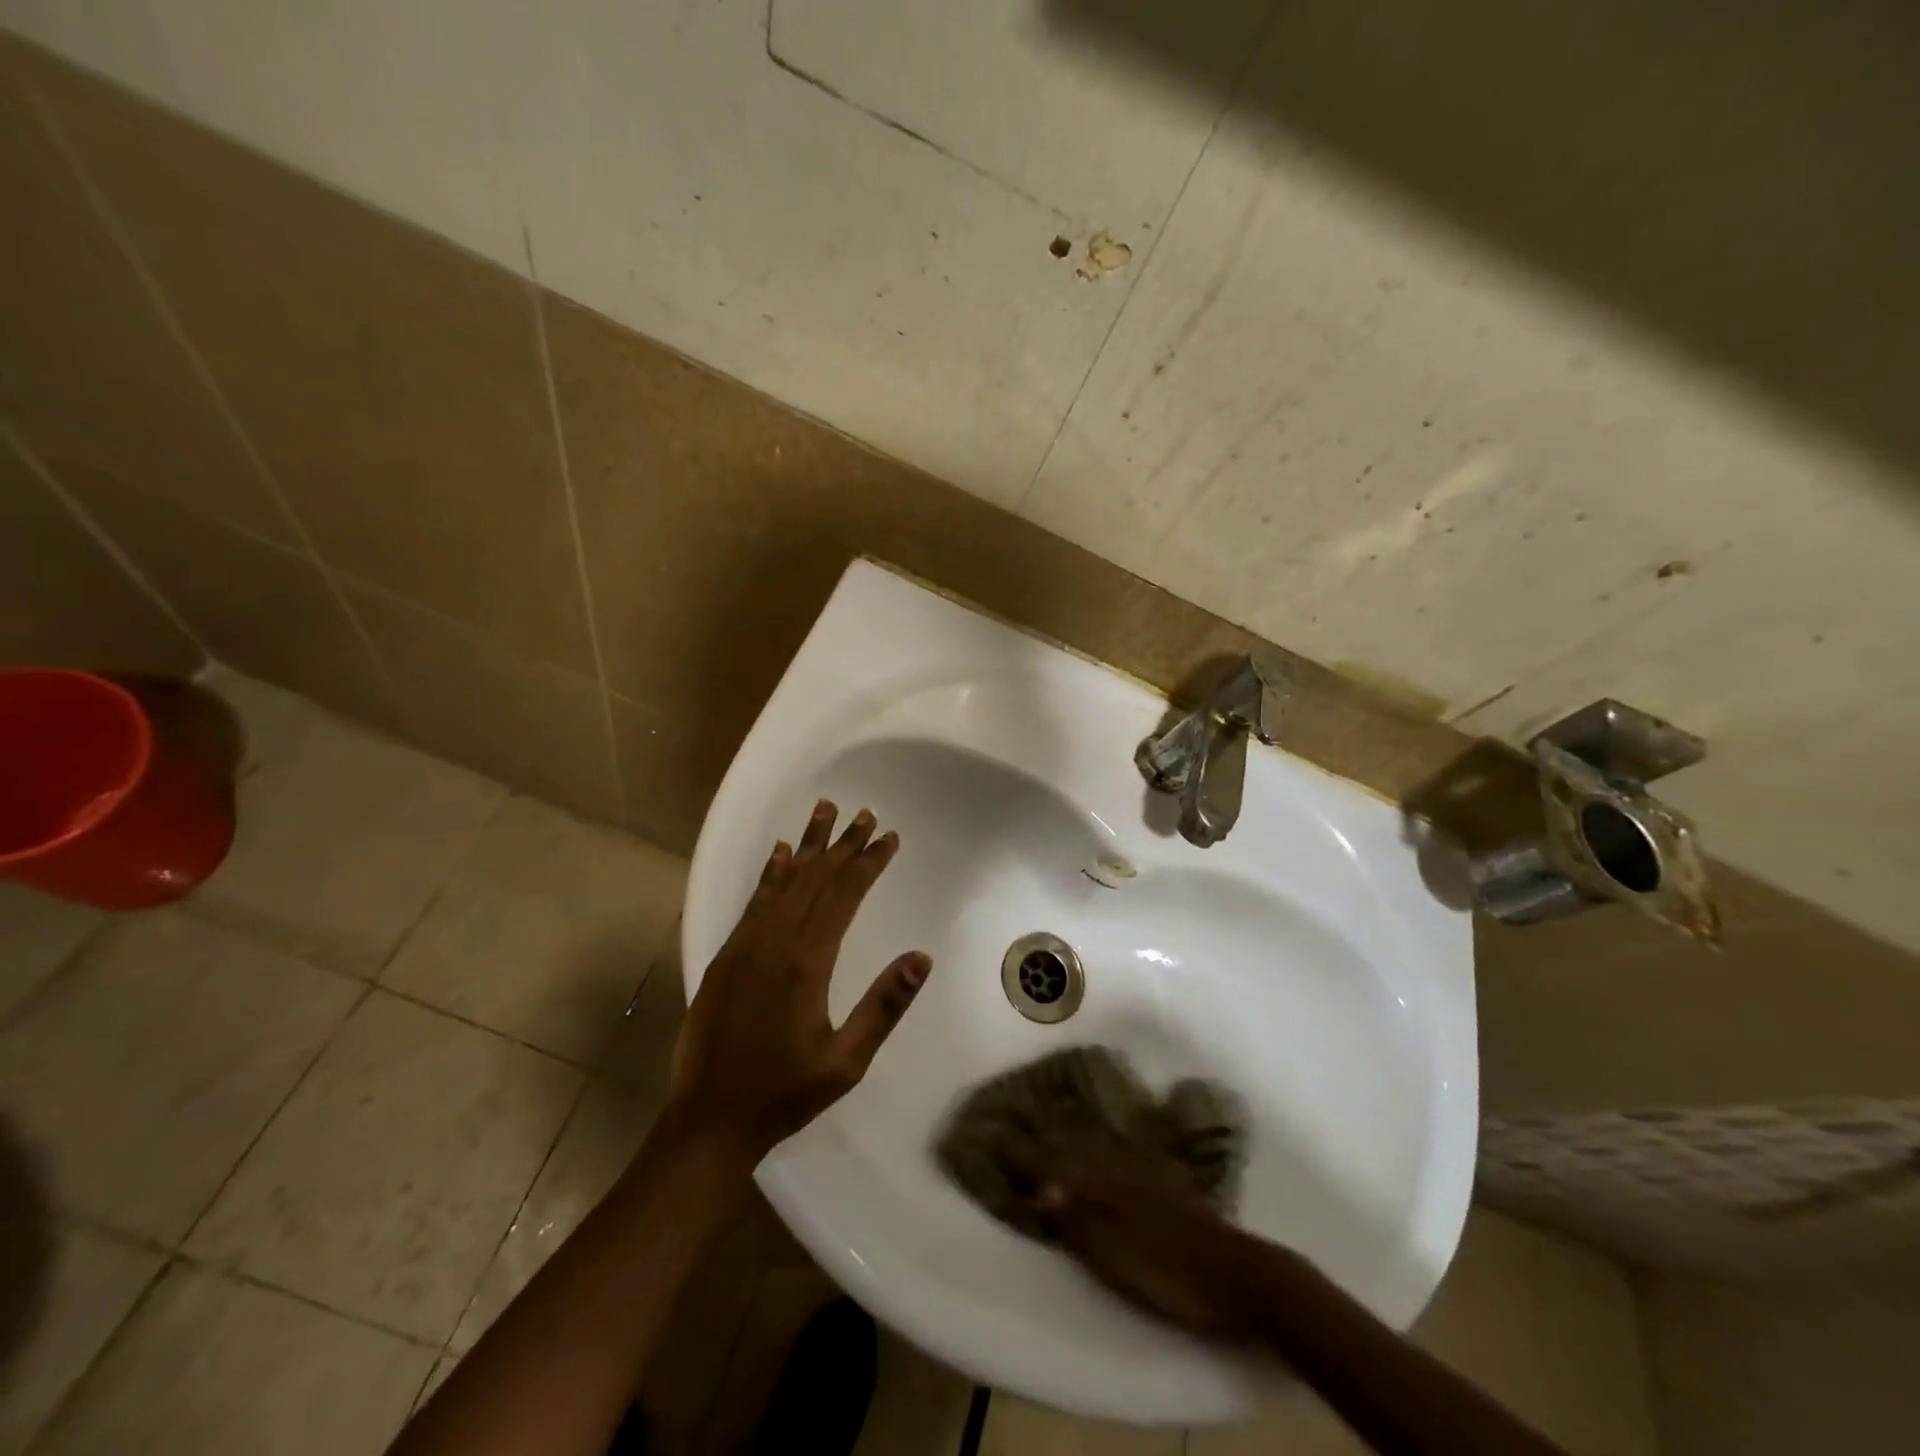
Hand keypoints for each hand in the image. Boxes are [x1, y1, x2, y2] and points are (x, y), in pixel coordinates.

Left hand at [666, 800, 931, 1167]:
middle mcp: (774, 941)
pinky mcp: (726, 955)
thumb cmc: (785, 1092)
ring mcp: (745, 945)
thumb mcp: (846, 1061)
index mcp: (806, 962)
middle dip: (844, 844)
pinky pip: (754, 901)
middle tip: (867, 814)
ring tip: (825, 810)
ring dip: (807, 845)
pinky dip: (770, 873)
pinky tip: (779, 853)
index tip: (889, 838)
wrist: (709, 1119)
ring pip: (783, 881)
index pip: (844, 895)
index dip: (868, 863)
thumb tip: (922, 958)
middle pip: (815, 878)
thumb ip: (884, 1007)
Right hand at [1005, 1133, 1275, 1341]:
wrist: (1241, 1273)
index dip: (1024, 1152)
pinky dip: (1098, 1147)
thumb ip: (1077, 1218)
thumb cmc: (1171, 1268)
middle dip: (1042, 1136)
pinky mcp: (1164, 1182)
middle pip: (1072, 1146)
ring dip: (1068, 1137)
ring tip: (1047, 1127)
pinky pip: (1118, 1154)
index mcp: (1105, 1180)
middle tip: (1014, 1124)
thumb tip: (1037, 1187)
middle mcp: (1121, 1164)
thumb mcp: (1116, 1253)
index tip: (994, 1135)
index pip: (1053, 1161)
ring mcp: (1146, 1170)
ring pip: (1096, 1146)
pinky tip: (1100, 1144)